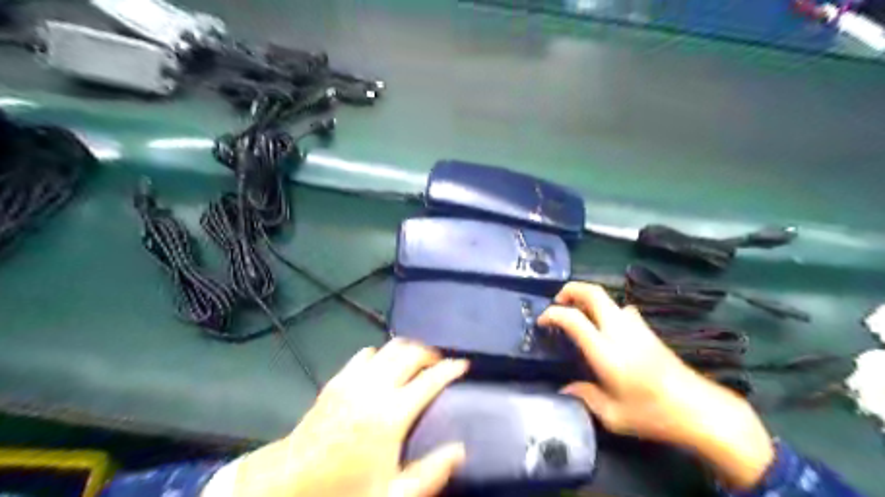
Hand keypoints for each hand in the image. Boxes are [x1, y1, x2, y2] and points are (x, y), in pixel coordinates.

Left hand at [227, 340, 468, 495]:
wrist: (291, 483)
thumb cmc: (345, 489)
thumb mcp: (393, 494)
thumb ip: (430, 473)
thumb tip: (460, 450)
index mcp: (391, 414)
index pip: (430, 379)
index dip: (451, 368)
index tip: (464, 365)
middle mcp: (374, 387)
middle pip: (410, 353)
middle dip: (431, 352)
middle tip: (441, 362)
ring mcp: (353, 379)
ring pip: (389, 347)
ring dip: (408, 350)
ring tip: (417, 362)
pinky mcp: (337, 379)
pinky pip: (366, 353)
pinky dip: (382, 354)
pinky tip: (384, 367)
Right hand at [535, 282, 772, 491]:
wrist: (699, 409)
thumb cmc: (652, 414)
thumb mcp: (612, 415)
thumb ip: (585, 397)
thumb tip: (565, 389)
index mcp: (605, 350)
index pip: (572, 318)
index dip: (552, 314)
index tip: (542, 322)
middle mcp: (619, 330)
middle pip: (593, 292)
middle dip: (571, 290)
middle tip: (558, 301)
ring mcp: (636, 326)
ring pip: (608, 298)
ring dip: (589, 299)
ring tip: (578, 314)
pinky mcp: (648, 330)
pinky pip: (621, 309)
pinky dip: (606, 310)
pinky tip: (606, 329)